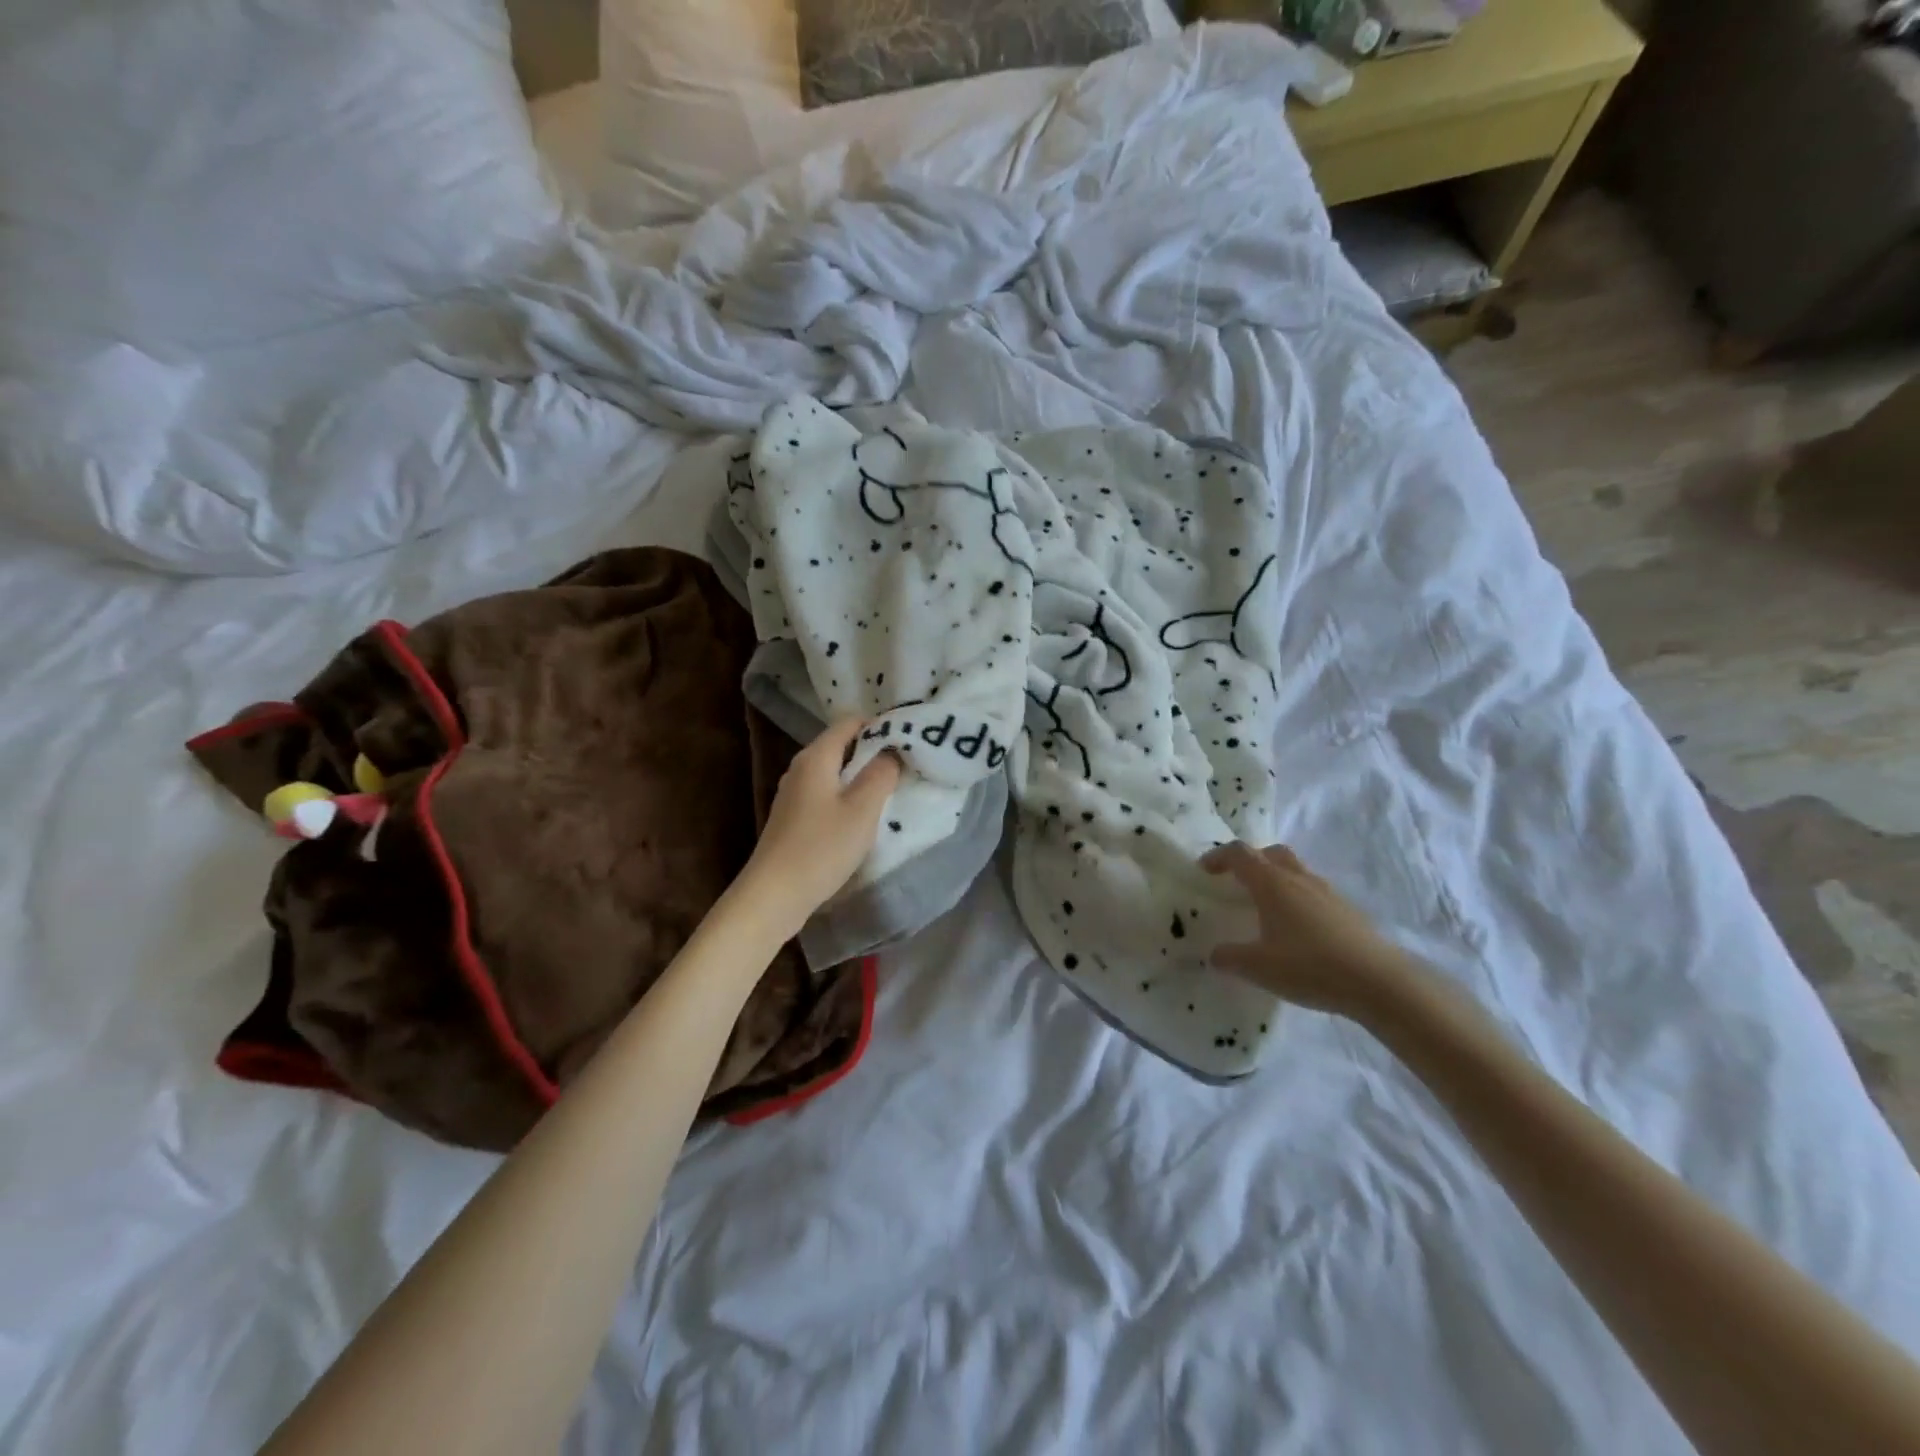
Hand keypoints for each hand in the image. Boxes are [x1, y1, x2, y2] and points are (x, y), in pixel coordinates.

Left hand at [736, 719, 900, 937]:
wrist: (774, 895)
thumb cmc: (821, 848)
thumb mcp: (862, 809)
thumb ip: (881, 774)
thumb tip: (892, 751)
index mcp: (815, 757)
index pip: (849, 722)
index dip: (879, 725)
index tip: (908, 739)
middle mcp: (800, 768)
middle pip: (841, 745)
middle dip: (873, 750)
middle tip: (906, 763)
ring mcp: (794, 794)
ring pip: (834, 771)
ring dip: (861, 776)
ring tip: (892, 787)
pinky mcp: (793, 818)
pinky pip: (826, 793)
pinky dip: (847, 795)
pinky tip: (863, 815)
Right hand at [1201, 842, 1423, 1022]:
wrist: (1379, 983)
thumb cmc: (1310, 967)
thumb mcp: (1258, 967)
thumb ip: (1230, 957)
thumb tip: (1215, 953)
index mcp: (1272, 883)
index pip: (1239, 854)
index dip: (1219, 857)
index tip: (1204, 871)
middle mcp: (1298, 879)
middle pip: (1271, 853)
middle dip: (1251, 861)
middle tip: (1238, 883)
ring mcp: (1327, 892)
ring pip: (1296, 870)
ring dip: (1277, 879)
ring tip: (1268, 908)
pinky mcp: (1347, 910)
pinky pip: (1314, 892)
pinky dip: (1298, 899)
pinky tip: (1298, 931)